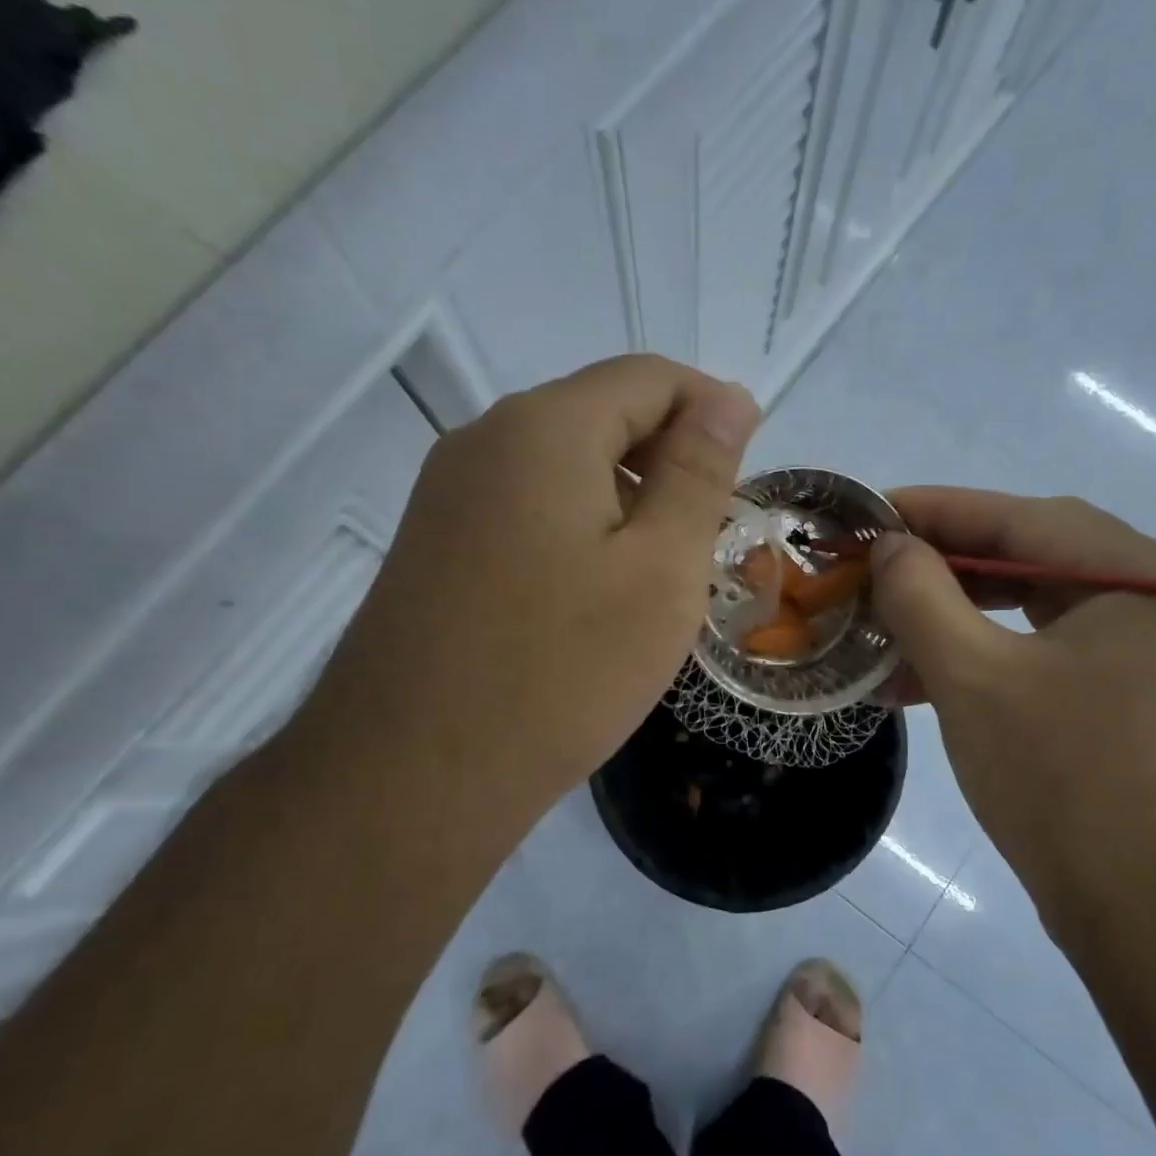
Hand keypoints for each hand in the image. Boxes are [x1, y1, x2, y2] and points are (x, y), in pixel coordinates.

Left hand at [317, 356, 758, 831]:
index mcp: (543, 427)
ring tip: (656, 572)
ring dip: (623, 496)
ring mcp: (446, 493)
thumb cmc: (559, 671)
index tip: (747, 475)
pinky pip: (523, 506)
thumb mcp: (660, 569)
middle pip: (600, 414)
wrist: (408, 779)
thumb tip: (728, 398)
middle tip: (708, 537)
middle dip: (667, 458)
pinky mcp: (432, 543)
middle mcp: (483, 439)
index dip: (711, 409)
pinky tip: (591, 592)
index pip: (648, 377)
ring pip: (561, 464)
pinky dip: (576, 526)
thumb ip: (699, 473)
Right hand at [869, 490, 1155, 957]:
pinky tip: (928, 686)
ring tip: (885, 638)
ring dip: (959, 622)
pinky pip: (1056, 657)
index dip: (931, 511)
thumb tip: (889, 545)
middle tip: (870, 573)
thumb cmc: (1070, 786)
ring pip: (1039, 613)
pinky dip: (992, 662)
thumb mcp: (973, 679)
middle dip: (941, 569)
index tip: (865, 514)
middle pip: (1032, 561)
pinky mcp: (1150, 703)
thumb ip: (920, 595)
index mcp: (1148, 574)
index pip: (1020, 519)